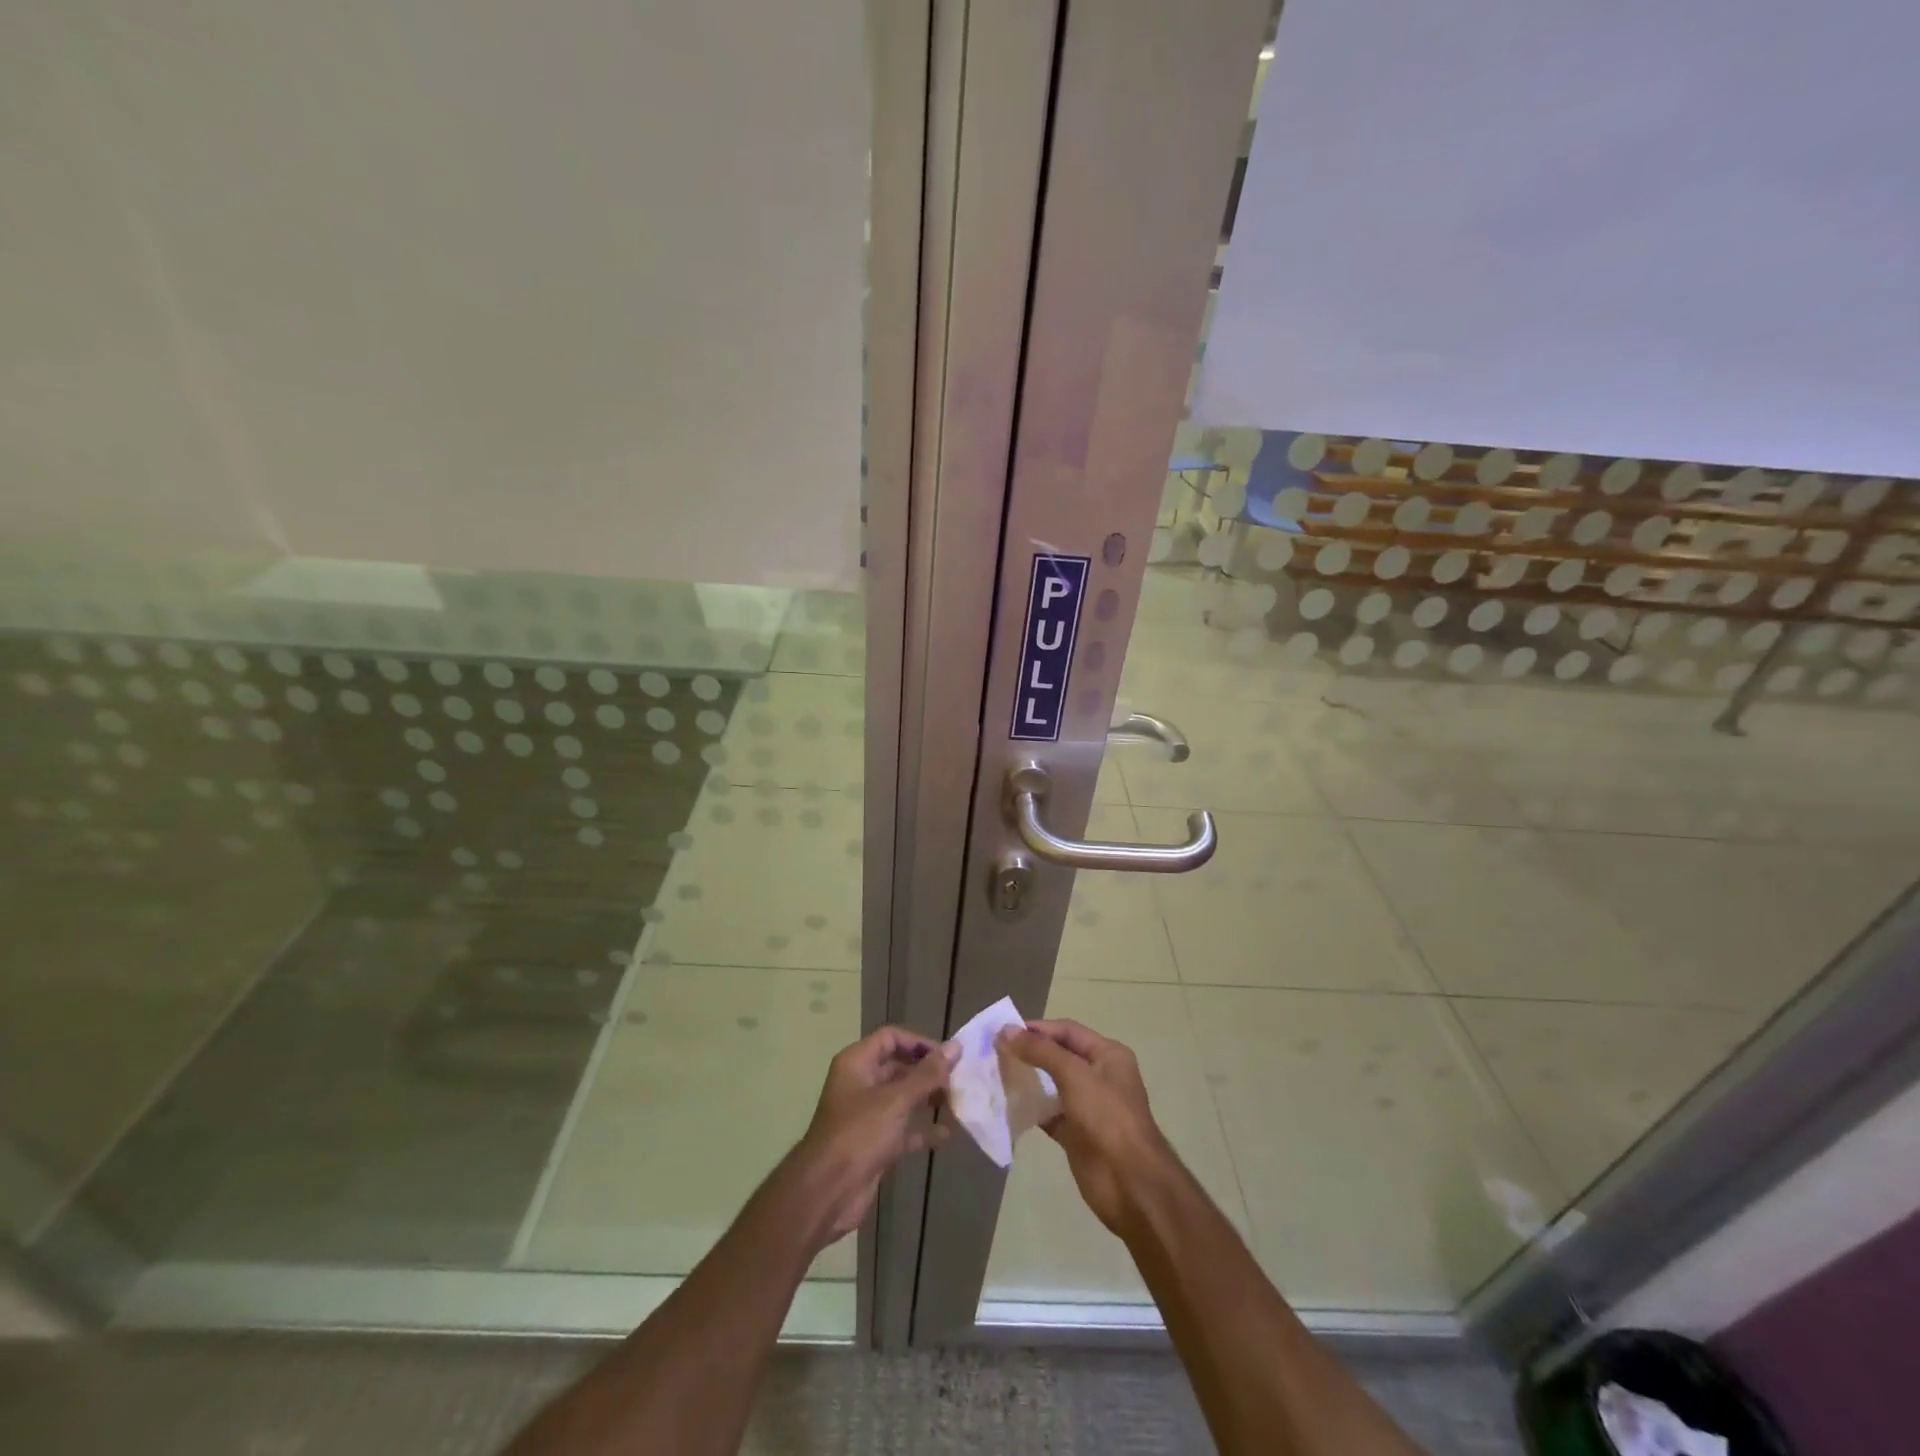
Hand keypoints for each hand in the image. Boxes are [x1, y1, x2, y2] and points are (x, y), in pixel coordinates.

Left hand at [785, 1026, 954, 1250]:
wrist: (827, 1193)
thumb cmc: (859, 1134)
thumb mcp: (896, 1100)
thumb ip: (927, 1074)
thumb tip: (955, 1047)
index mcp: (857, 1063)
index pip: (891, 1038)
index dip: (919, 1043)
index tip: (947, 1056)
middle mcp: (861, 1083)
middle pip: (899, 1067)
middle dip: (928, 1073)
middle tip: (958, 1081)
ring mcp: (867, 1115)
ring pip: (903, 1098)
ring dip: (928, 1100)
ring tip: (957, 1104)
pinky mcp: (874, 1143)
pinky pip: (903, 1129)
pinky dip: (922, 1130)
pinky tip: (946, 1136)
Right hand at [1001, 1019, 1173, 1235]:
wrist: (1130, 1184)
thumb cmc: (1107, 1118)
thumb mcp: (1075, 1076)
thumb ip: (1041, 1052)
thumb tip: (1006, 1030)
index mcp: (1108, 1055)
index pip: (1067, 1031)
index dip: (1037, 1029)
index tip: (1004, 1031)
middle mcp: (1099, 1076)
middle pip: (1059, 1056)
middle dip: (1029, 1052)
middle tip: (995, 1052)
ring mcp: (1088, 1107)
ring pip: (1052, 1085)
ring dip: (1028, 1079)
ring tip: (996, 1075)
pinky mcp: (1076, 1134)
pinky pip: (1049, 1114)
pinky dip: (1031, 1109)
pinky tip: (1008, 1105)